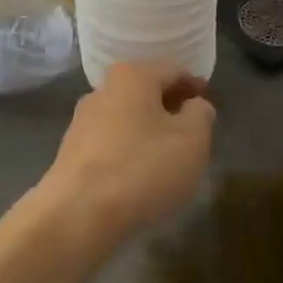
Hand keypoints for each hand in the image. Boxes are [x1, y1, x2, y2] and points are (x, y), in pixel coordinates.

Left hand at [35, 62, 214, 256]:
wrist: (79, 212)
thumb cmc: (144, 167)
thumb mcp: (192, 140)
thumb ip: (201, 114)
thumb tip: (195, 105)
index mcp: (133, 76)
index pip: (174, 70)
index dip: (196, 86)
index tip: (211, 105)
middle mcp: (103, 89)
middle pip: (147, 91)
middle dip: (171, 108)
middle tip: (194, 132)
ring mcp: (82, 120)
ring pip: (127, 117)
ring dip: (149, 130)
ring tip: (169, 157)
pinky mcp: (72, 150)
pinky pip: (111, 141)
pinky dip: (130, 149)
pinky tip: (140, 174)